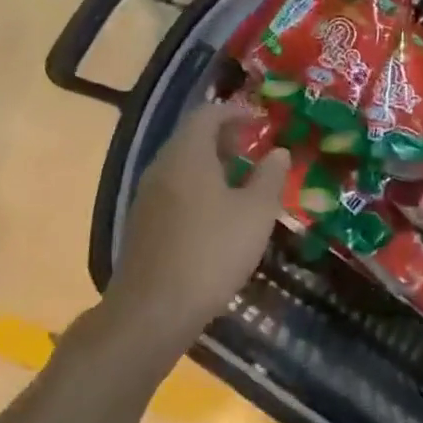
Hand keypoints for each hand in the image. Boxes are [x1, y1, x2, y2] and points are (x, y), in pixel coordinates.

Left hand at [109, 101, 291, 345]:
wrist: (153, 310)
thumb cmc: (212, 252)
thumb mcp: (256, 213)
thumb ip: (270, 177)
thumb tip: (279, 151)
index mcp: (187, 154)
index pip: (208, 114)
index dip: (236, 112)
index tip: (261, 121)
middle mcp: (161, 166)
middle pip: (192, 138)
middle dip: (225, 139)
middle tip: (255, 149)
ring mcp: (147, 196)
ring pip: (182, 166)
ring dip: (212, 165)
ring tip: (243, 182)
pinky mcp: (143, 224)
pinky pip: (174, 190)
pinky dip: (198, 189)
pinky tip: (218, 215)